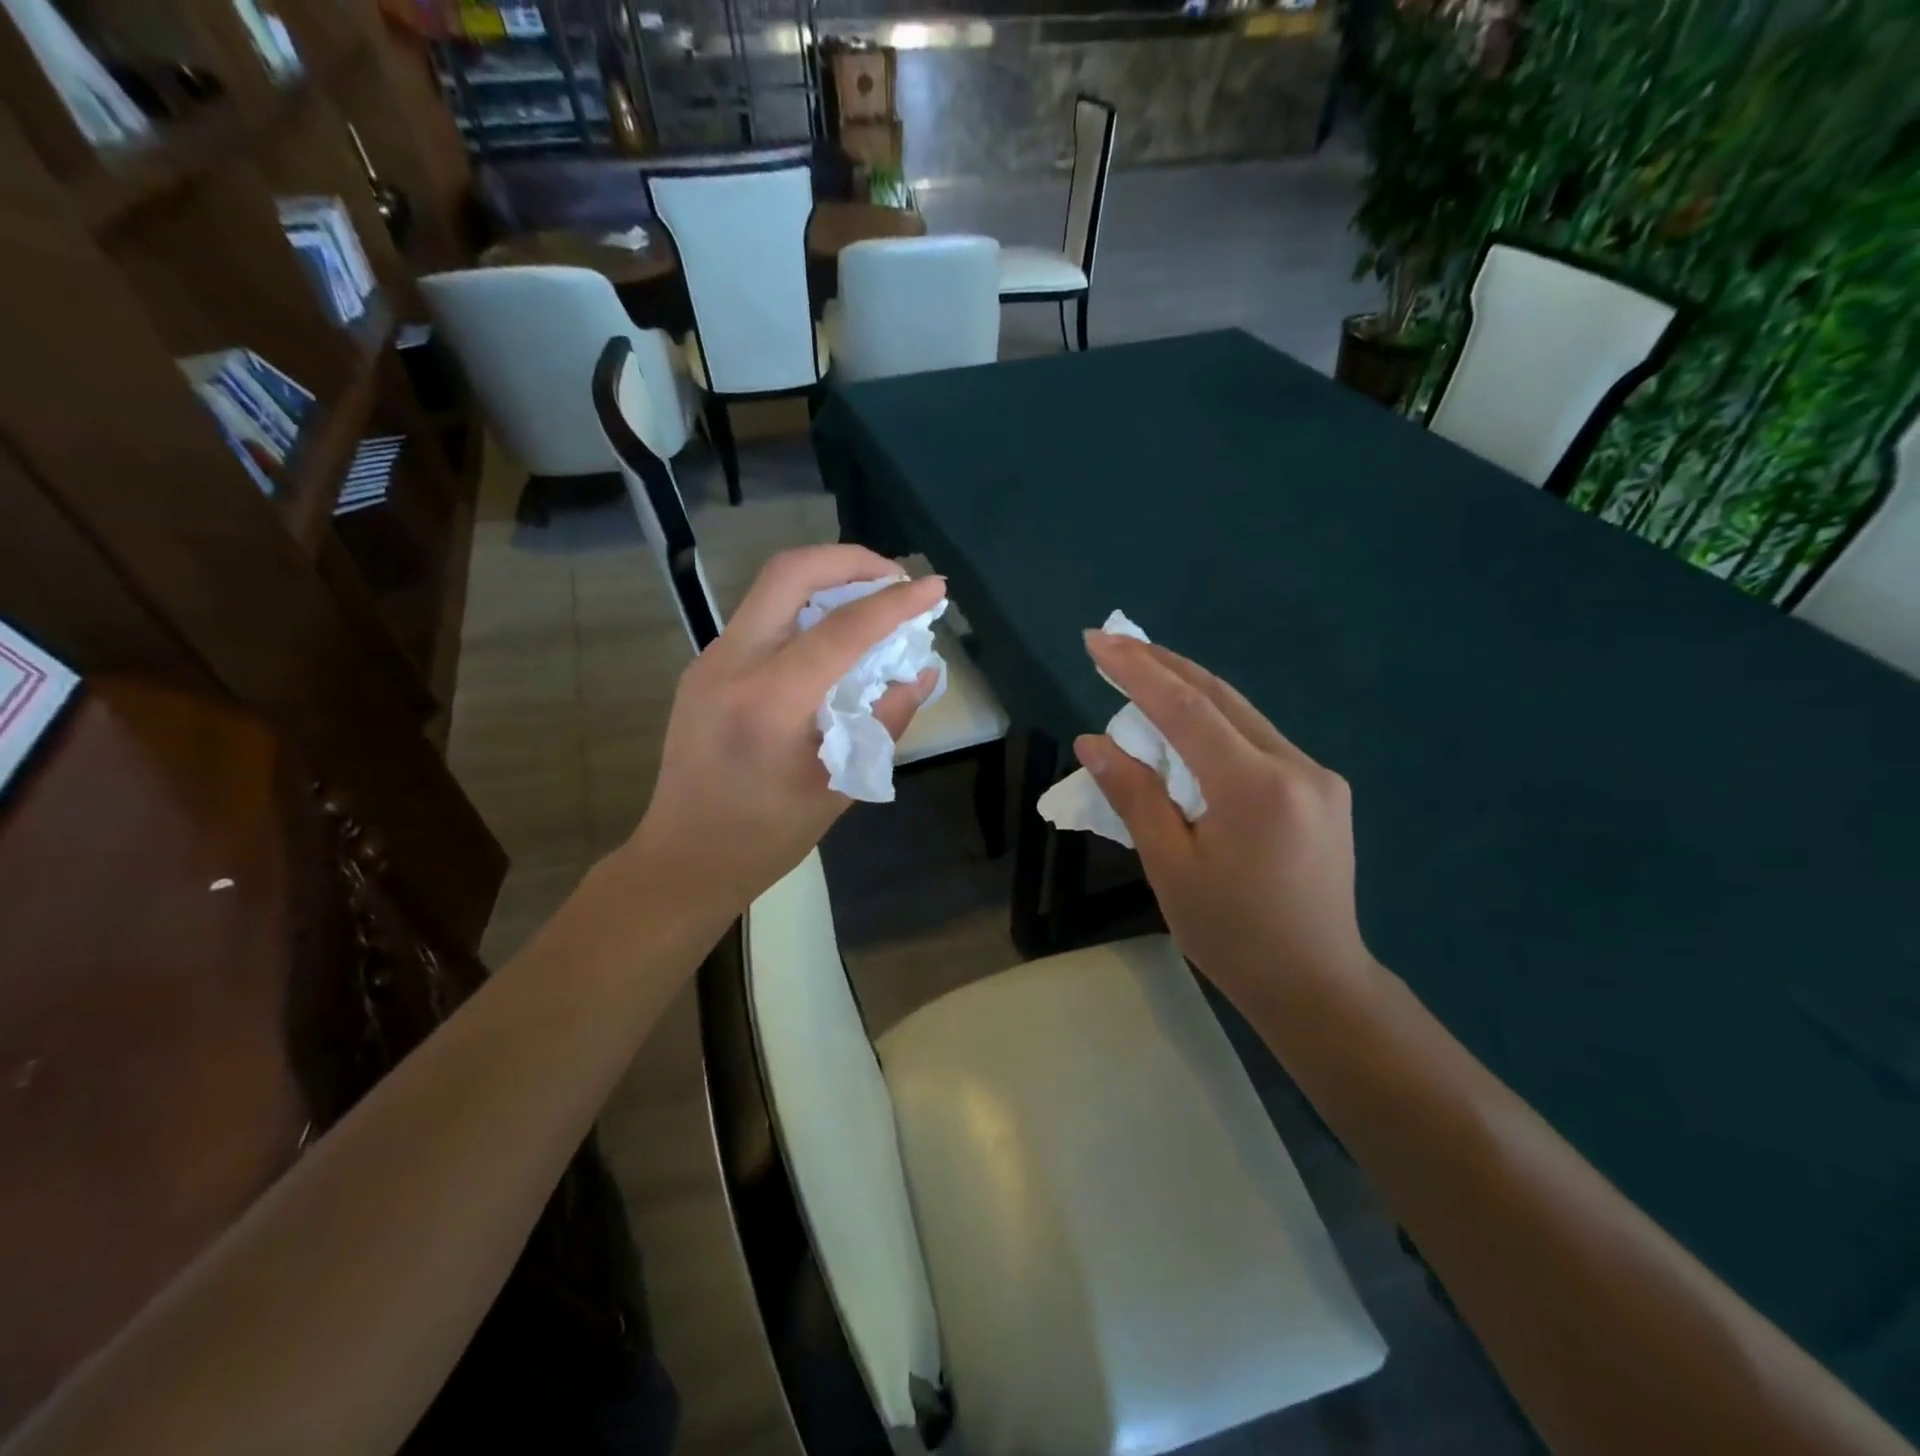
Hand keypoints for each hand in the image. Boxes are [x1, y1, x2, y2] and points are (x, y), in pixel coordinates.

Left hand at [627, 546, 942, 914]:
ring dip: (828, 580)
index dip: (895, 602)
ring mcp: (710, 661)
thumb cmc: (766, 837)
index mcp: (769, 702)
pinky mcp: (705, 668)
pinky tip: (833, 637)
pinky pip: (761, 617)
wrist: (683, 858)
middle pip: (790, 573)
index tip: (935, 588)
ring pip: (772, 589)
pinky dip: (805, 610)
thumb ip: (886, 721)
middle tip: (895, 578)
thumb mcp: (839, 786)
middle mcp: (732, 664)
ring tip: (872, 601)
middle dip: (851, 560)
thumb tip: (921, 672)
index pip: (842, 629)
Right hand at [1074, 633, 1377, 1009]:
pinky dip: (1217, 724)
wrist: (1317, 985)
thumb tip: (1093, 741)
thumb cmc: (1232, 935)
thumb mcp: (1170, 867)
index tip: (1097, 641)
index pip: (1186, 708)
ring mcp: (1318, 776)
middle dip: (1163, 664)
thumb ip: (1135, 796)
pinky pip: (1259, 741)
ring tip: (1142, 674)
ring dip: (1190, 691)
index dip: (1137, 670)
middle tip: (1114, 643)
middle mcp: (1296, 766)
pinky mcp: (1324, 790)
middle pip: (1220, 696)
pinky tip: (1188, 728)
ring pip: (1242, 715)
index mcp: (1254, 787)